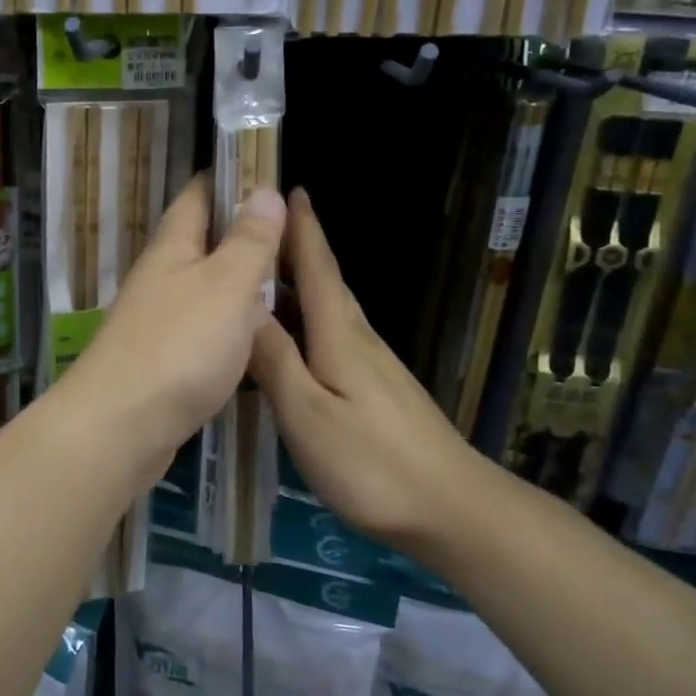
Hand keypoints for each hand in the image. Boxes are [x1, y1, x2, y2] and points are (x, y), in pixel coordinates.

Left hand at [65, 174, 284, 467]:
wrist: (120, 426)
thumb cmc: (180, 346)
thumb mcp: (227, 285)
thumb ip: (250, 241)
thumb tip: (264, 189)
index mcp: (173, 247)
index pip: (199, 194)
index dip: (230, 177)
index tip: (267, 169)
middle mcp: (160, 277)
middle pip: (201, 241)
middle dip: (239, 231)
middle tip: (290, 231)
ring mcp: (156, 320)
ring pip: (202, 287)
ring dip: (235, 280)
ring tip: (280, 280)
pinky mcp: (161, 360)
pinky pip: (201, 327)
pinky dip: (228, 323)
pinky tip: (251, 336)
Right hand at [249, 190, 477, 543]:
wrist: (451, 507)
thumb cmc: (371, 461)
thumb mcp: (307, 413)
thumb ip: (275, 360)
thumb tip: (244, 309)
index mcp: (339, 334)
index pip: (318, 267)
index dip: (302, 228)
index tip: (288, 188)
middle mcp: (357, 338)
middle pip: (324, 282)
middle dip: (294, 249)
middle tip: (255, 228)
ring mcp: (371, 365)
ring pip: (327, 310)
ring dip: (297, 286)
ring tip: (258, 277)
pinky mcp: (375, 389)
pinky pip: (331, 338)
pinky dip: (305, 322)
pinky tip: (289, 339)